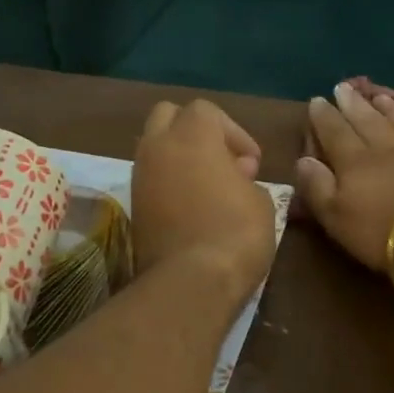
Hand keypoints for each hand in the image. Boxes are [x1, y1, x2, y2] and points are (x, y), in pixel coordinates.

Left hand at [132, 99, 276, 304]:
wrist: (191, 282)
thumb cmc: (236, 233)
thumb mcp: (260, 200)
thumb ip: (245, 177)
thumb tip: (233, 176)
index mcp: (192, 135)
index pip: (206, 111)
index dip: (234, 132)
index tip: (252, 164)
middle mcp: (157, 147)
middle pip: (168, 117)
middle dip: (195, 132)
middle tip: (222, 163)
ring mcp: (139, 178)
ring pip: (155, 149)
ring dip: (180, 159)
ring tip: (209, 190)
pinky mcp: (133, 208)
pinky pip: (151, 181)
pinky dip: (169, 185)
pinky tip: (193, 210)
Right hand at [295, 83, 393, 283]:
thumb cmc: (387, 233)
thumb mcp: (338, 219)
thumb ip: (318, 189)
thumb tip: (303, 160)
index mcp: (356, 164)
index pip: (335, 135)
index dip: (324, 118)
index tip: (316, 100)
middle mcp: (390, 149)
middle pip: (368, 122)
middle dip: (354, 105)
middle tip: (344, 87)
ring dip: (392, 110)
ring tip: (381, 96)